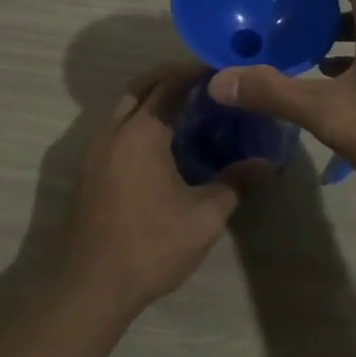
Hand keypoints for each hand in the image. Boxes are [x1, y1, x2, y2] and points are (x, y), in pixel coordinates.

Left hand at [57, 62, 261, 315]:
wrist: (89, 287)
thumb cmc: (150, 246)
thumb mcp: (204, 217)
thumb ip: (236, 183)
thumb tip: (268, 163)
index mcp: (141, 133)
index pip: (170, 84)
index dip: (196, 71)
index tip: (222, 69)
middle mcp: (113, 131)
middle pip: (141, 86)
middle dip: (170, 77)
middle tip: (205, 83)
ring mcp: (94, 151)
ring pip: (123, 107)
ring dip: (151, 98)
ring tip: (187, 109)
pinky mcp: (87, 171)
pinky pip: (115, 128)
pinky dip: (137, 120)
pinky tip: (161, 143)